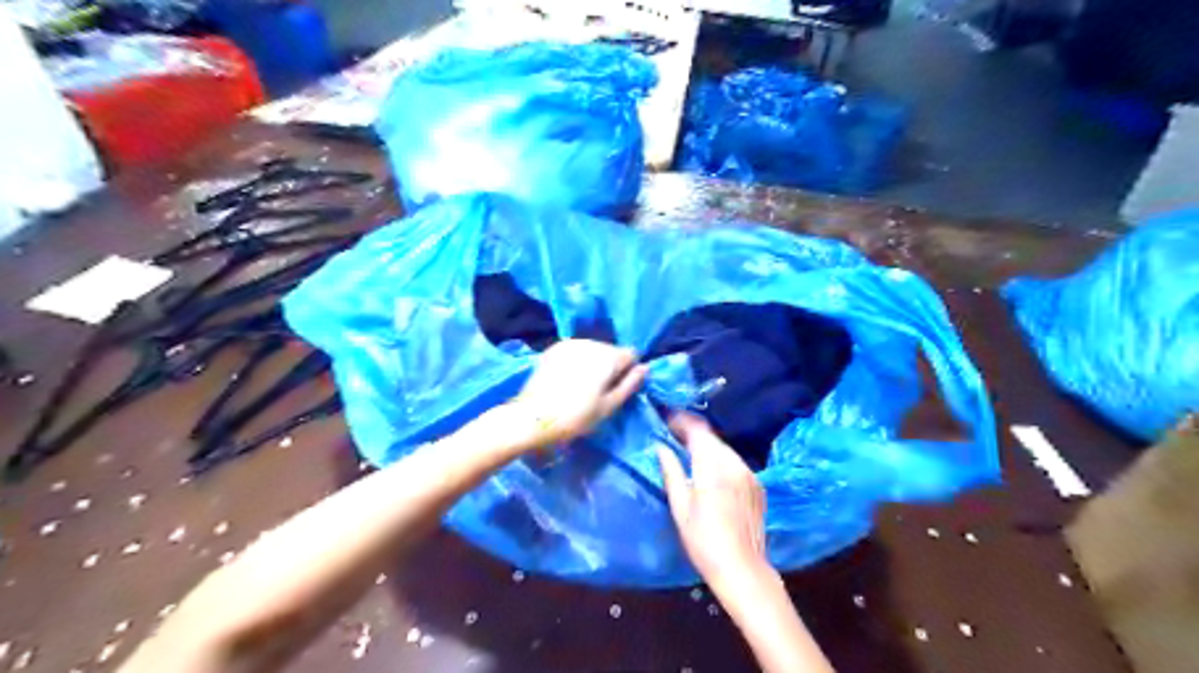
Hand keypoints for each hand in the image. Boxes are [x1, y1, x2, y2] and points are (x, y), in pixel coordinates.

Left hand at [512, 342, 647, 447]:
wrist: (532, 417)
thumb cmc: (576, 417)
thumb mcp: (609, 406)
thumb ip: (630, 384)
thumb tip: (645, 367)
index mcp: (608, 356)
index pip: (631, 354)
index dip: (628, 372)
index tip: (618, 390)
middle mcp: (590, 343)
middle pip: (611, 350)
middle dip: (610, 366)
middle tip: (599, 392)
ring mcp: (570, 343)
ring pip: (593, 350)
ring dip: (593, 363)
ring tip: (582, 387)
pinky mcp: (553, 348)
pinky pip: (575, 351)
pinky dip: (577, 362)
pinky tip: (568, 380)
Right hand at [654, 412, 766, 581]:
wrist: (743, 569)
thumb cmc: (703, 541)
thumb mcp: (680, 507)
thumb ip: (671, 472)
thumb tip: (660, 447)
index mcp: (712, 467)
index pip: (698, 431)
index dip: (682, 421)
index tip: (667, 419)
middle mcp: (734, 464)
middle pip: (712, 438)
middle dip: (693, 433)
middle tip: (674, 436)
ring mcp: (749, 474)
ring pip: (725, 449)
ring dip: (708, 447)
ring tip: (691, 453)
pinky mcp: (758, 485)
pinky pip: (736, 463)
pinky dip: (722, 461)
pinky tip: (712, 473)